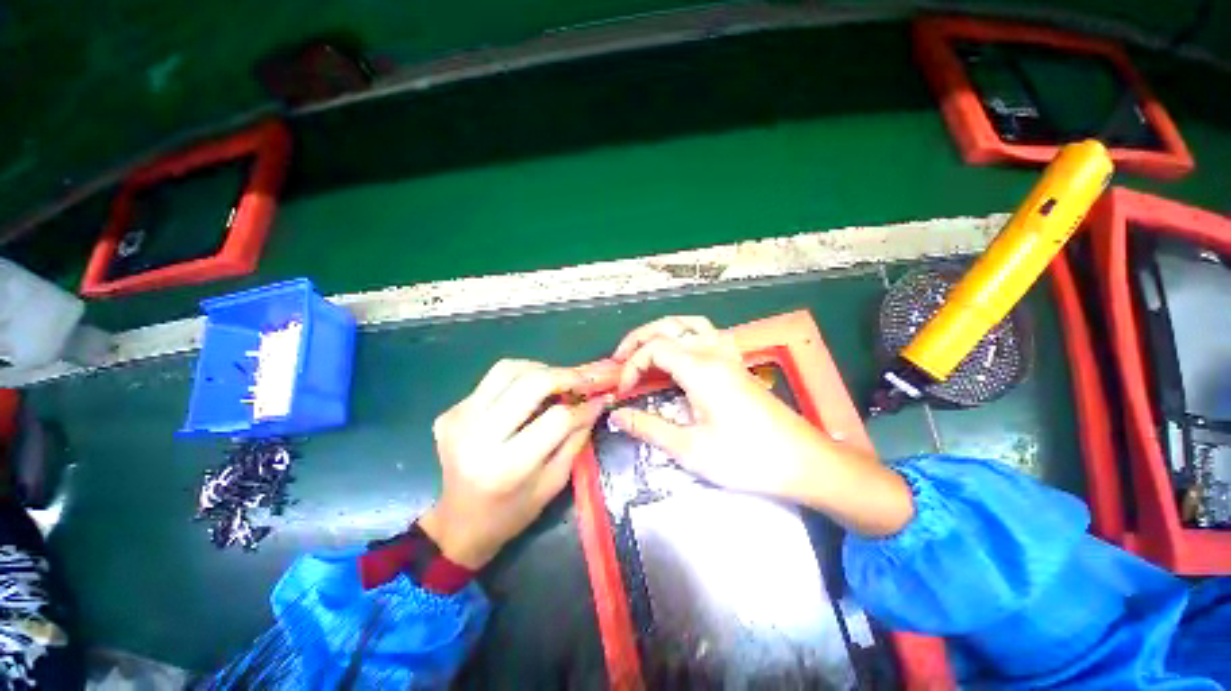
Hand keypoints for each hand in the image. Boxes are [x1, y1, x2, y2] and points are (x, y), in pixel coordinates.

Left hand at [420, 359, 607, 568]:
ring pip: (509, 369)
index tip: (598, 399)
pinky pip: (493, 380)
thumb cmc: (513, 511)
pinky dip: (519, 379)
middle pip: (531, 383)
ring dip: (541, 369)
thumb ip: (576, 438)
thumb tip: (595, 402)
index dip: (582, 407)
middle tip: (584, 380)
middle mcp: (478, 436)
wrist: (459, 523)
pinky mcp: (450, 412)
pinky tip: (529, 394)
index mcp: (507, 466)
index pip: (556, 419)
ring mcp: (459, 419)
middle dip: (565, 375)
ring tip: (558, 382)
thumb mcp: (554, 481)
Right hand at [610, 316, 913, 535]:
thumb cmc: (746, 458)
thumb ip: (649, 428)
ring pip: (689, 324)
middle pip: (668, 326)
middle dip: (639, 338)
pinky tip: (680, 355)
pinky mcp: (737, 364)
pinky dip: (685, 335)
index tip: (624, 391)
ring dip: (663, 332)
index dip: (632, 365)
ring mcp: (728, 355)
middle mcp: (713, 352)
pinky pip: (707, 334)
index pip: (654, 349)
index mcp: (700, 369)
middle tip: (620, 359)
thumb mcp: (690, 449)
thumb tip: (617, 416)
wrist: (803, 462)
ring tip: (645, 350)